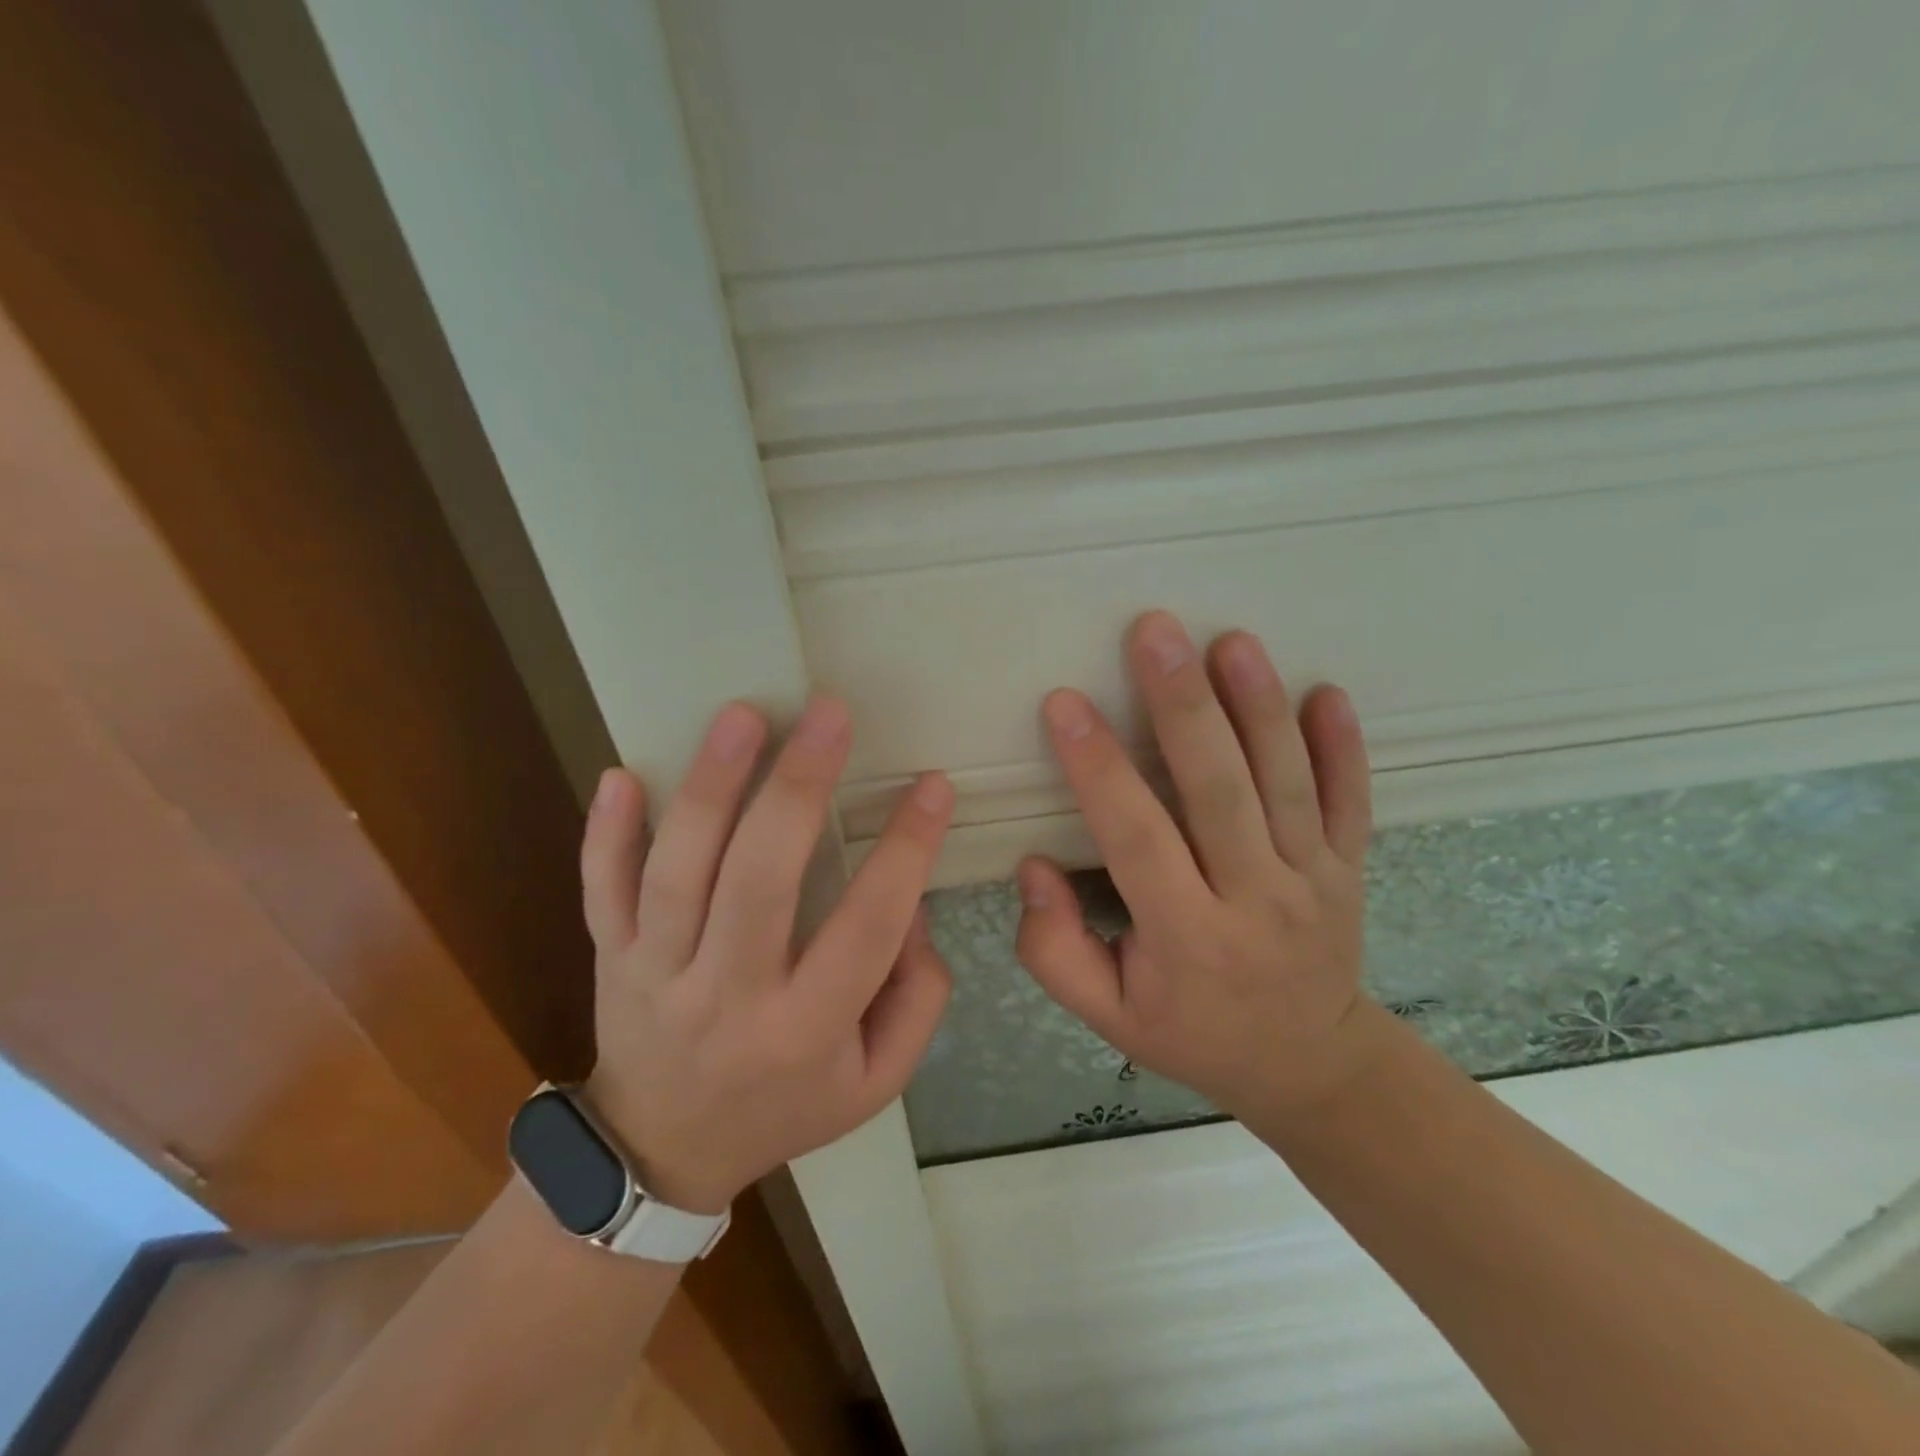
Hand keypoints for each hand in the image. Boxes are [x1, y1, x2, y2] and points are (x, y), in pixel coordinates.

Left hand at [576, 698, 954, 1212]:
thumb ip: (917, 997)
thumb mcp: (877, 1080)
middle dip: (798, 790)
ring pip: (678, 873)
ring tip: (744, 716)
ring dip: (710, 788)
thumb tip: (910, 906)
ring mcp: (656, 974)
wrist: (661, 1155)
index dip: (907, 852)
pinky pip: (601, 892)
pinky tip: (621, 773)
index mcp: (805, 1030)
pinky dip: (605, 834)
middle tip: (830, 714)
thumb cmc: (786, 1107)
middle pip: (759, 882)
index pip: (866, 927)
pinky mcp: (611, 959)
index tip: (932, 787)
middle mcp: (727, 997)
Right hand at [1017, 611, 1376, 1118]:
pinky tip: (1327, 693)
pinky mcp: (1349, 867)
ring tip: (1230, 642)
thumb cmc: (1192, 1033)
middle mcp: (1256, 901)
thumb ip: (1054, 950)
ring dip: (1258, 707)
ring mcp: (1314, 880)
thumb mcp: (1108, 1015)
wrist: (1309, 1066)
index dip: (1099, 770)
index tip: (1065, 704)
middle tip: (1154, 633)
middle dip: (1183, 707)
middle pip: (1218, 792)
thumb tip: (1034, 867)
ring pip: (1285, 783)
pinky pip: (1350, 801)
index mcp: (1187, 939)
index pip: (1137, 839)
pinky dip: (1343, 747)